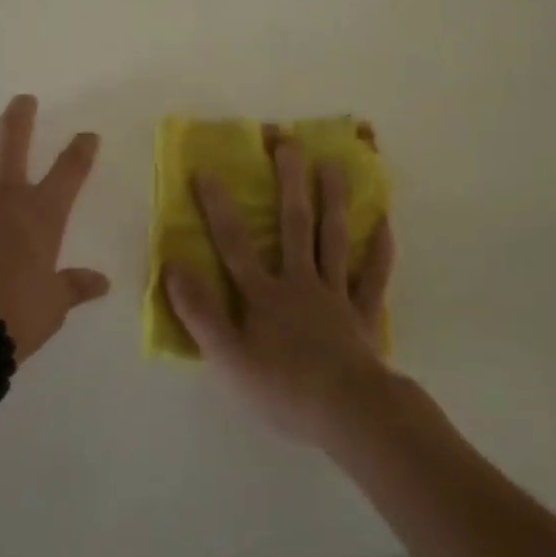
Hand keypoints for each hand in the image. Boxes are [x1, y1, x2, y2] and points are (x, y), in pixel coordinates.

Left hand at [0, 94, 110, 362]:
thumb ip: (74, 287)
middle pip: (13, 138)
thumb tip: (101, 284)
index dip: (81, 149)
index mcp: (41, 213)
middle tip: (23, 102)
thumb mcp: (52, 306)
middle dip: (20, 114)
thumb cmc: (14, 317)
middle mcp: (2, 196)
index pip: (70, 170)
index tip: (88, 136)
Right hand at [163, 138, 395, 442]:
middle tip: (289, 143)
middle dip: (289, 182)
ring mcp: (335, 295)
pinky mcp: (362, 315)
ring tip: (332, 165)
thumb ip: (198, 311)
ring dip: (332, 201)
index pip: (234, 243)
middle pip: (293, 225)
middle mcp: (299, 282)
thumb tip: (171, 266)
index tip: (207, 170)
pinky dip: (380, 251)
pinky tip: (384, 223)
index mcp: (263, 294)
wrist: (348, 414)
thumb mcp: (226, 356)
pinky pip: (373, 278)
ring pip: (333, 239)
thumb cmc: (282, 388)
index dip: (218, 207)